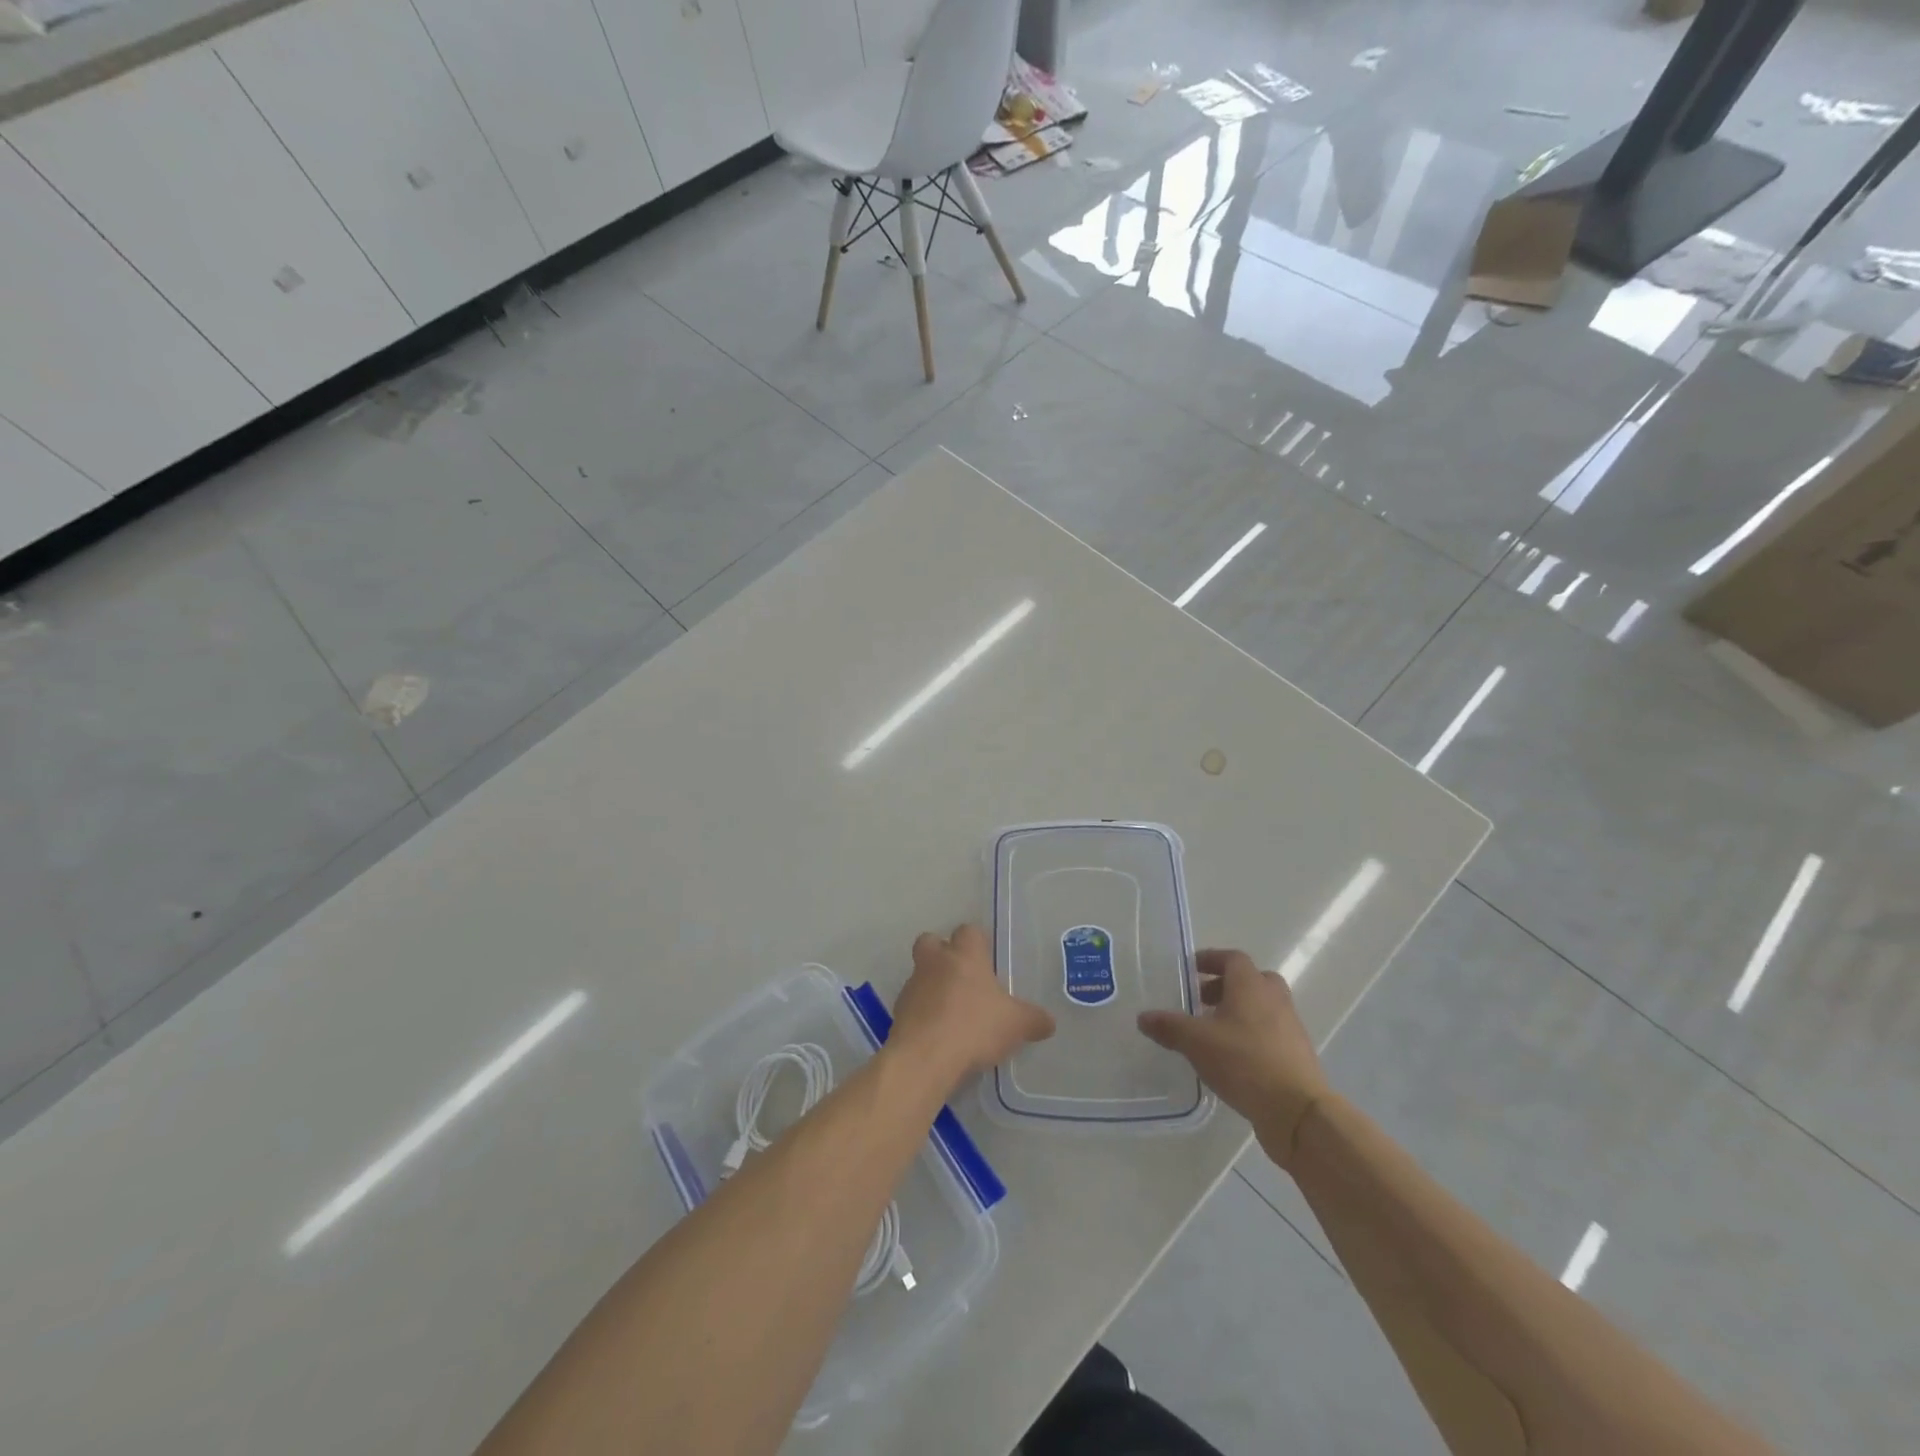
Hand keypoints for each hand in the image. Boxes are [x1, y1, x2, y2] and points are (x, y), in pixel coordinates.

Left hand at [890, 925, 1054, 1091]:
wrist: (925, 1057)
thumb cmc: (975, 1027)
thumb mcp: (1016, 1024)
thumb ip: (1034, 1020)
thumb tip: (1048, 1022)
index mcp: (965, 956)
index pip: (968, 931)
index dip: (977, 942)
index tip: (986, 960)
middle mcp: (936, 962)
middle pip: (931, 942)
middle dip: (941, 952)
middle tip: (960, 976)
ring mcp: (913, 985)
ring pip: (920, 973)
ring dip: (932, 986)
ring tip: (951, 1013)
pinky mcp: (898, 1011)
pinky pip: (912, 1004)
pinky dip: (923, 1013)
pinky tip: (938, 1034)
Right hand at [1138, 949, 1330, 1167]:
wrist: (1297, 1110)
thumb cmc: (1244, 1062)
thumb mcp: (1196, 1042)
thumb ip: (1169, 1026)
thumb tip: (1143, 1017)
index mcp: (1251, 985)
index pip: (1232, 958)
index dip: (1210, 960)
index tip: (1190, 970)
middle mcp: (1274, 998)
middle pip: (1251, 979)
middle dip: (1225, 986)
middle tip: (1202, 1001)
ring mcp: (1290, 1026)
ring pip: (1262, 1006)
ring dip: (1239, 1011)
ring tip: (1213, 1032)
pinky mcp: (1297, 1054)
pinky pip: (1270, 1032)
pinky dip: (1251, 1035)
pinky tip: (1233, 1058)